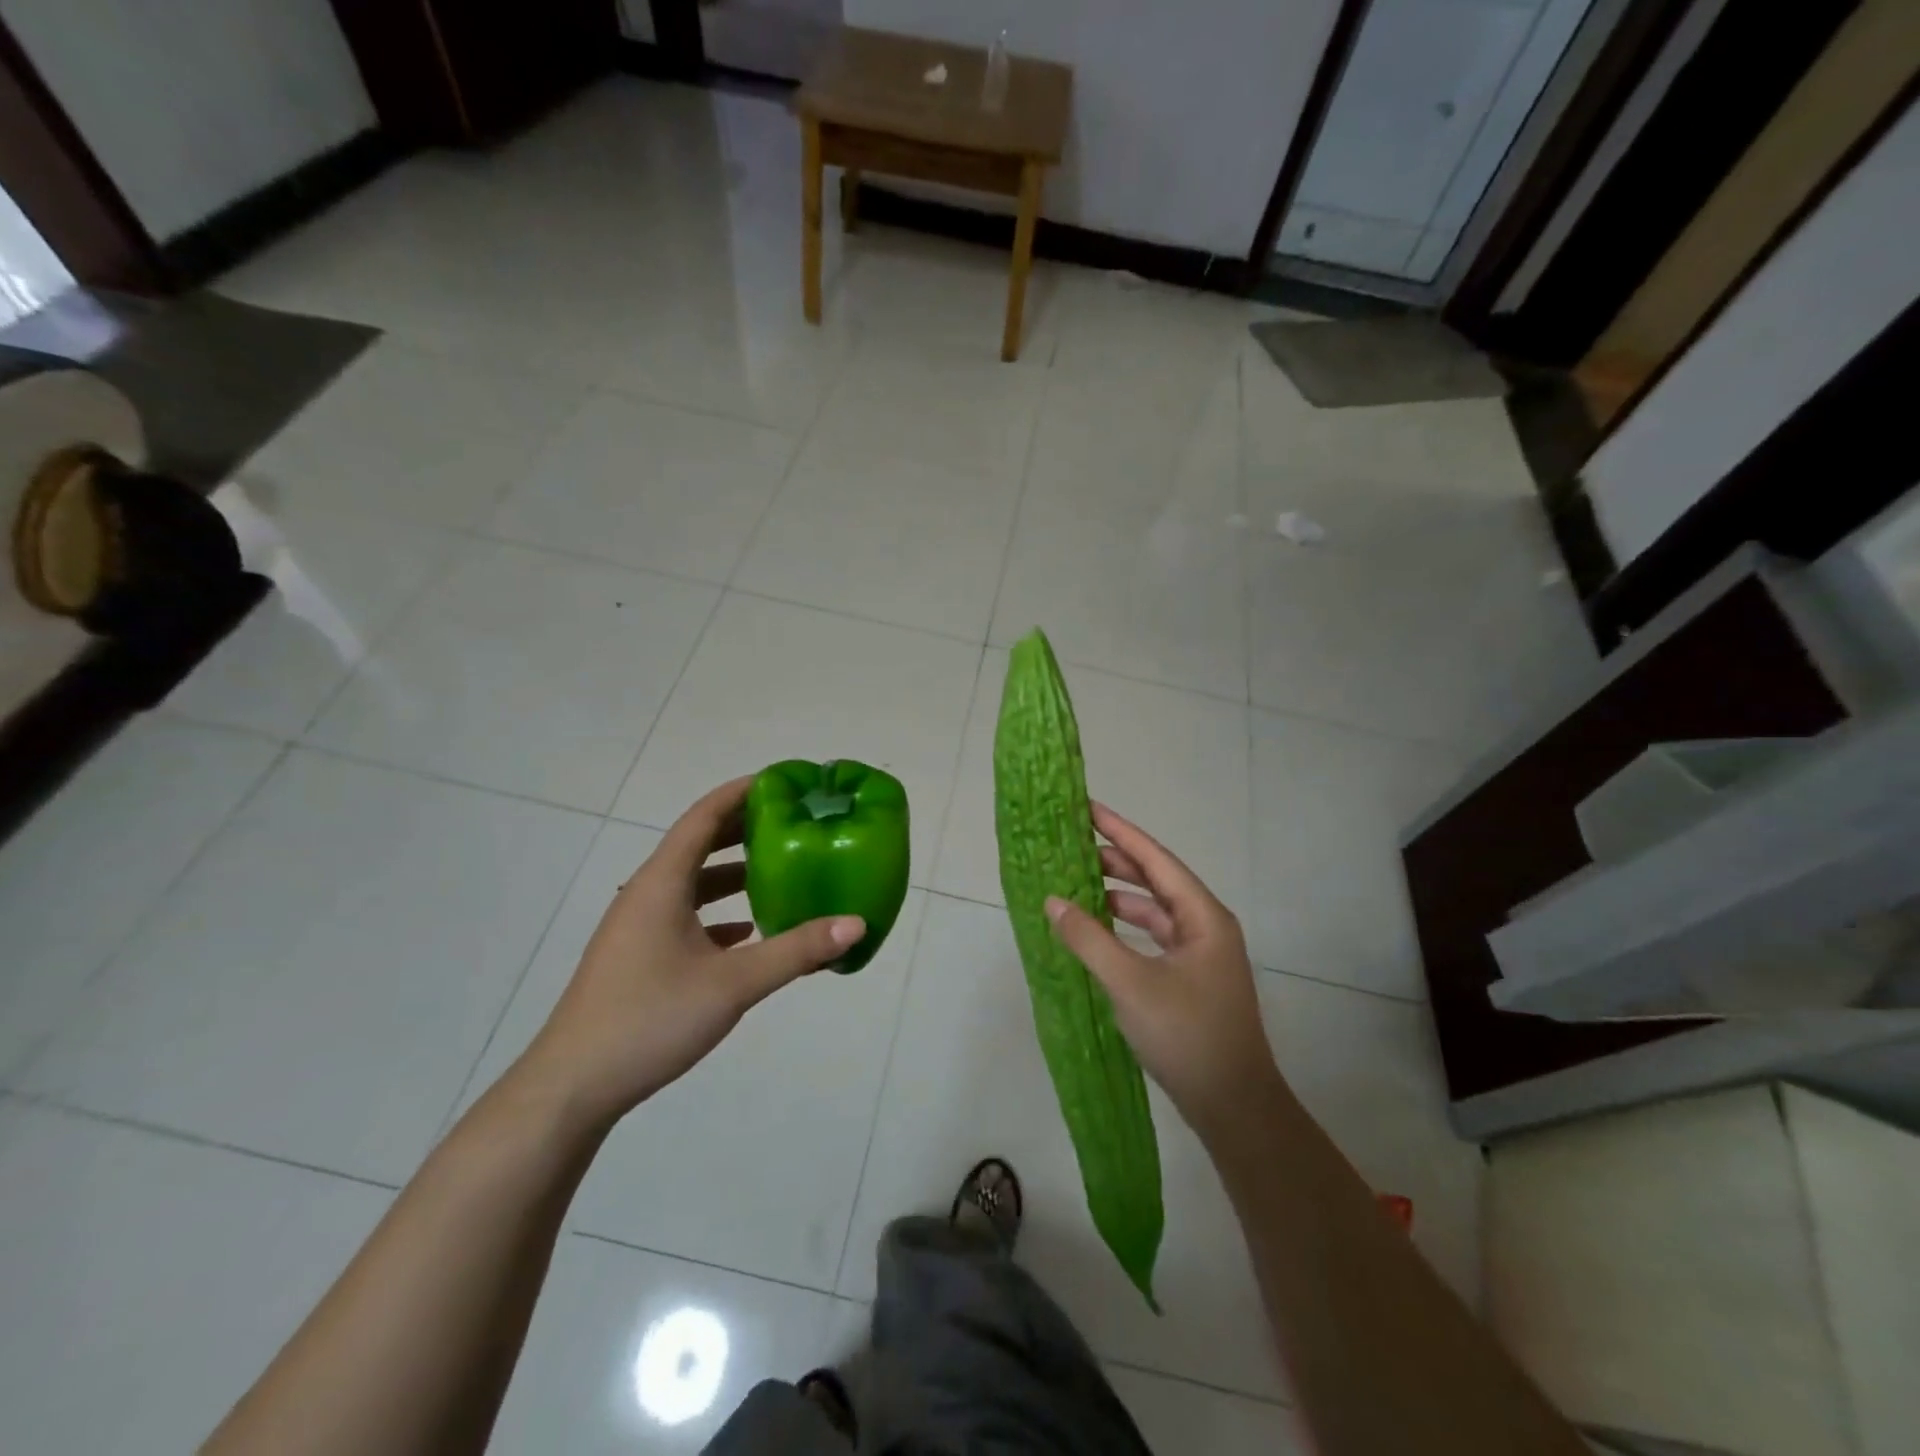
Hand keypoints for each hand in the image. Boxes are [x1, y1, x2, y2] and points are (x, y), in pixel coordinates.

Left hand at [517, 777, 865, 1125]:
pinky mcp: (637, 956)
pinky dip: (718, 912)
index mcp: (662, 883)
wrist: (572, 1087)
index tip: (783, 782)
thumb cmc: (650, 1019)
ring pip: (692, 883)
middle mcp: (647, 893)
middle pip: (698, 844)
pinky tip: (747, 932)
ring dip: (732, 873)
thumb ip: (796, 951)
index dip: (742, 792)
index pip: (704, 816)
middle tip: (793, 822)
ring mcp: (638, 926)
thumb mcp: (732, 984)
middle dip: (744, 829)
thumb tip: (856, 924)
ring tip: (779, 871)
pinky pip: (684, 916)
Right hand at [1045, 803, 1286, 1140]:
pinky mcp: (1190, 978)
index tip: (1087, 808)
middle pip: (1156, 879)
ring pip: (1154, 909)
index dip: (1120, 831)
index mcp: (1203, 916)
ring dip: (1118, 895)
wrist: (1234, 1106)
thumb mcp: (1130, 983)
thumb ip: (1089, 939)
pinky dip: (1124, 927)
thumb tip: (1053, 901)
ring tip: (1076, 883)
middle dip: (1116, 860)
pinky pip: (1152, 937)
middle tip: (1072, 845)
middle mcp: (1205, 926)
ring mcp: (1200, 954)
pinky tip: (1096, 930)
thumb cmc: (1187, 1034)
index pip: (1156, 859)